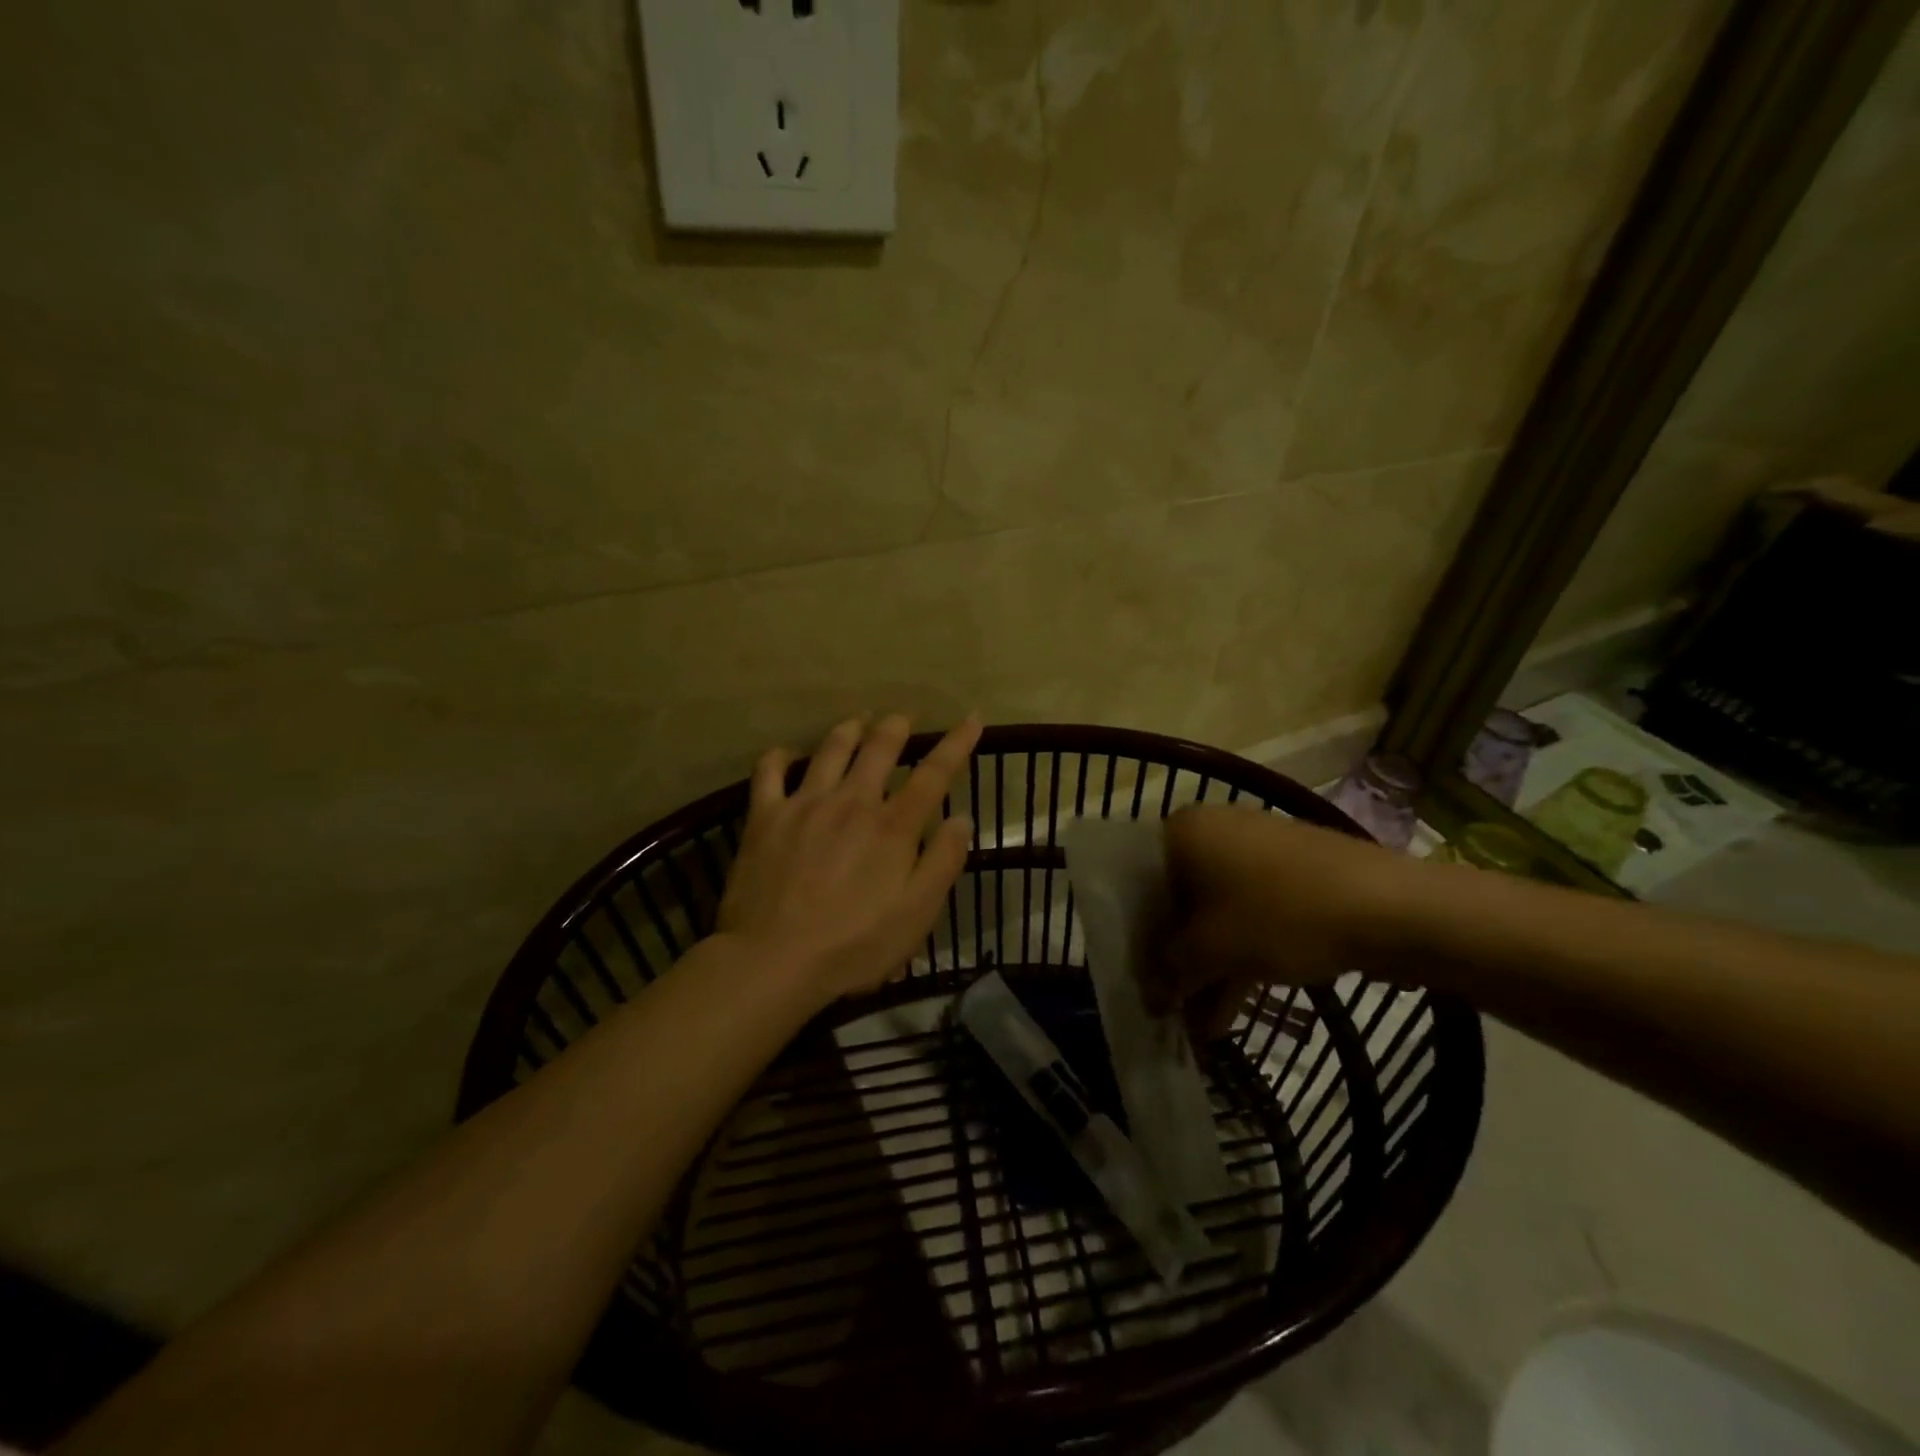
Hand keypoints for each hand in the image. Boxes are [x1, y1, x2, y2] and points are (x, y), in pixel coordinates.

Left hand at [715, 713, 981, 1006]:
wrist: (773, 960)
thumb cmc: (855, 945)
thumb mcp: (917, 914)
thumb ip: (943, 862)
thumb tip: (961, 819)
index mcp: (893, 825)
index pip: (934, 773)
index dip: (956, 743)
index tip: (972, 719)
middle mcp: (852, 801)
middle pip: (879, 747)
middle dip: (896, 726)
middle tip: (903, 719)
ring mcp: (805, 803)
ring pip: (831, 749)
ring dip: (849, 729)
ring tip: (858, 721)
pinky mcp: (765, 816)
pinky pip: (769, 771)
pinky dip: (779, 756)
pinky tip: (786, 754)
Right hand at [1152, 806, 1411, 1033]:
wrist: (1391, 908)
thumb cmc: (1281, 915)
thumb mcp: (1212, 950)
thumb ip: (1169, 971)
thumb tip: (1149, 995)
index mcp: (1183, 831)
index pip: (1136, 882)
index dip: (1132, 934)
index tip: (1135, 976)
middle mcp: (1213, 831)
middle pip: (1175, 900)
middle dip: (1173, 960)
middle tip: (1167, 1006)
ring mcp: (1255, 852)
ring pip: (1214, 914)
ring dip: (1205, 969)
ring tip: (1200, 1027)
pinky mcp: (1291, 875)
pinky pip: (1248, 916)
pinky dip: (1237, 958)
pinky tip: (1231, 1012)